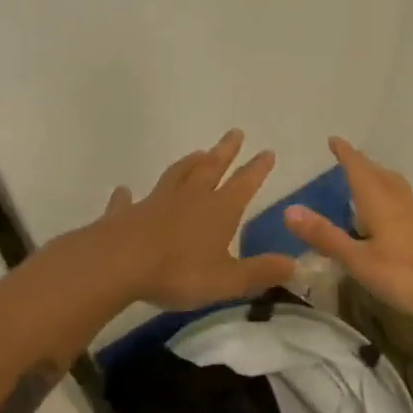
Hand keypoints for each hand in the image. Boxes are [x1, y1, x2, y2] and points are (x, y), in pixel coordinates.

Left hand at [97, 130, 298, 310]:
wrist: (118, 263)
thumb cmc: (178, 272)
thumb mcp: (227, 280)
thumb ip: (259, 272)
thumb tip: (294, 264)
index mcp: (219, 211)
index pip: (244, 184)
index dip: (257, 169)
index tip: (268, 151)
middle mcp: (190, 198)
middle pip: (211, 168)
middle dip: (226, 151)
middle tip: (235, 132)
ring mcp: (156, 202)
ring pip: (176, 175)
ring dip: (188, 163)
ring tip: (197, 152)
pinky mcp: (126, 214)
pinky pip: (128, 201)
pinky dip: (127, 195)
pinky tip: (124, 191)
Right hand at [281, 137, 412, 318]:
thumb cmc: (410, 272)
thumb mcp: (360, 260)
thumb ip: (326, 237)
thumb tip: (288, 210)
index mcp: (380, 203)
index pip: (358, 170)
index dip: (345, 154)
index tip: (334, 139)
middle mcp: (402, 202)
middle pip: (381, 176)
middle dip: (363, 166)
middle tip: (350, 159)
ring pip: (398, 191)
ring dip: (382, 182)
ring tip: (372, 184)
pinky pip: (410, 208)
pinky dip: (396, 203)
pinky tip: (398, 220)